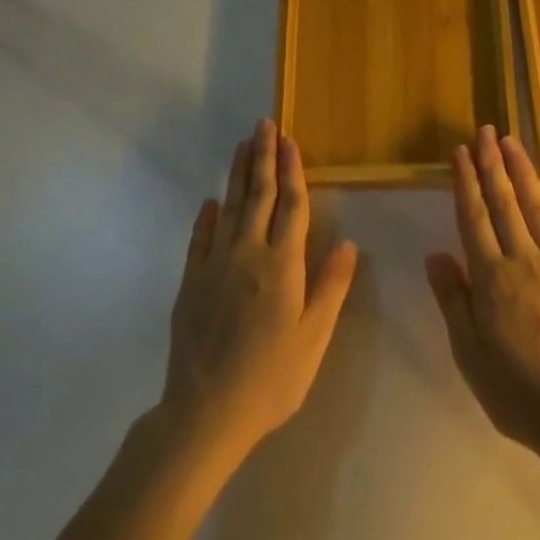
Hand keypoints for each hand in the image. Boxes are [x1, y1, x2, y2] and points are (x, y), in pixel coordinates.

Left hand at [161, 119, 357, 465]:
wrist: (204, 414)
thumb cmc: (271, 379)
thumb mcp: (313, 339)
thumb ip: (330, 287)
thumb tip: (348, 243)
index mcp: (282, 266)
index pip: (291, 206)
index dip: (292, 171)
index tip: (290, 141)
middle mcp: (247, 254)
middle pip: (257, 196)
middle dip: (263, 158)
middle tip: (263, 125)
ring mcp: (214, 266)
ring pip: (229, 208)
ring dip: (237, 175)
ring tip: (243, 146)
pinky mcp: (191, 283)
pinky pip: (199, 239)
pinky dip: (206, 217)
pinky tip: (211, 202)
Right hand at [424, 126, 539, 463]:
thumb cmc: (515, 390)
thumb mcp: (468, 353)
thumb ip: (453, 299)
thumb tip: (435, 254)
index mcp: (491, 278)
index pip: (473, 218)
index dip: (465, 182)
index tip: (459, 151)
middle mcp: (523, 260)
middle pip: (503, 204)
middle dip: (491, 164)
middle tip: (484, 131)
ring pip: (537, 208)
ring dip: (523, 172)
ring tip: (512, 142)